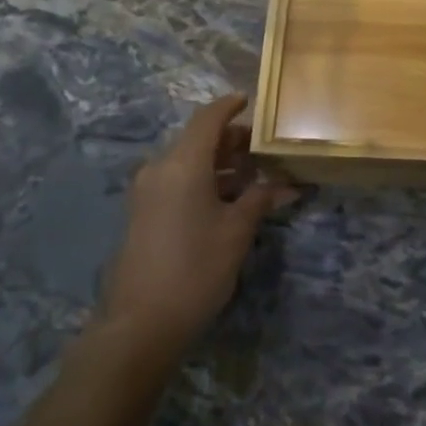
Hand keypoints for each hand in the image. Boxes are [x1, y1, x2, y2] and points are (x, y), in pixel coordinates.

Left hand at [98, 95, 298, 364]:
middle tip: (263, 149)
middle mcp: (160, 168)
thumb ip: (260, 198)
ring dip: (218, 163)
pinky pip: (176, 181)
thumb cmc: (195, 269)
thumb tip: (286, 185)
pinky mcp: (143, 213)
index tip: (250, 100)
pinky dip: (202, 180)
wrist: (139, 325)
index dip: (229, 106)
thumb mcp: (236, 232)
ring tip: (252, 175)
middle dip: (231, 140)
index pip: (208, 118)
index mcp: (183, 163)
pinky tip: (227, 198)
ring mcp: (147, 191)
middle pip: (198, 139)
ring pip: (187, 161)